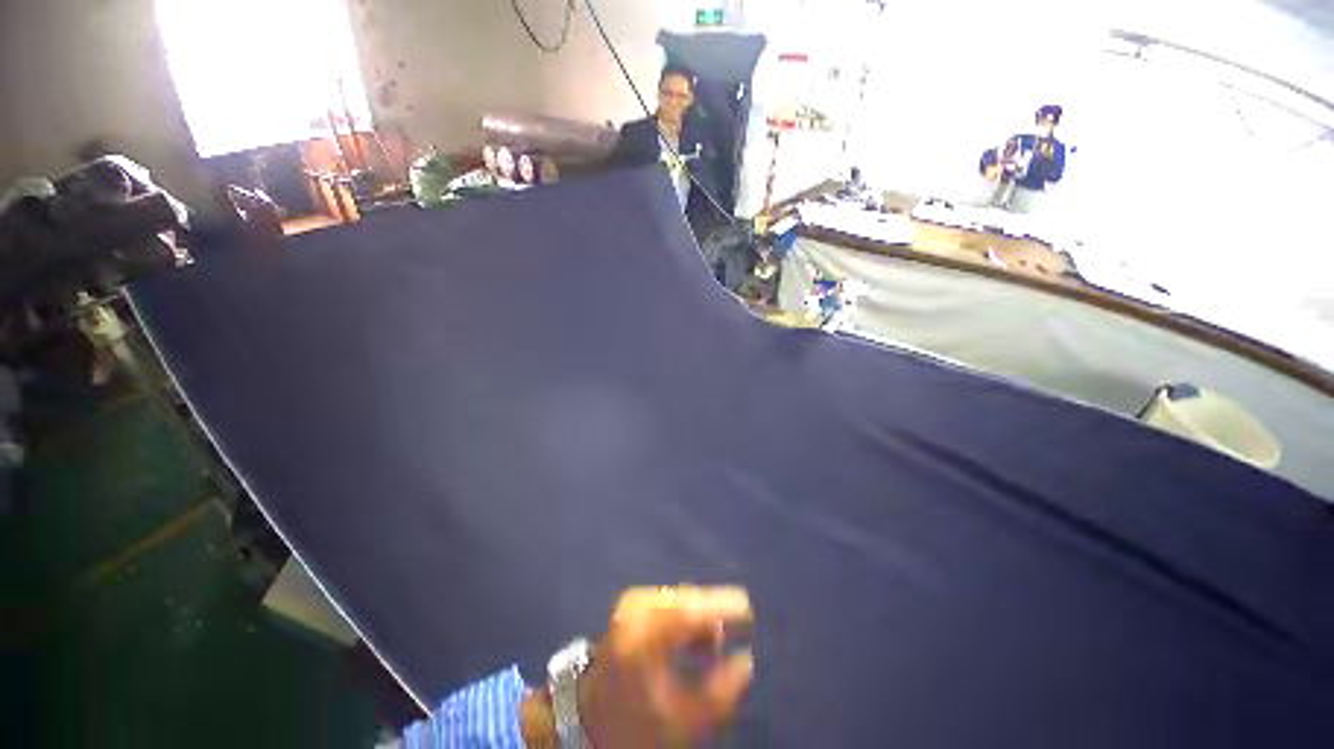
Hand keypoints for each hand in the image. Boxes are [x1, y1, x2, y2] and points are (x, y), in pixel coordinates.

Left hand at [521, 585, 754, 746]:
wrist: (586, 717)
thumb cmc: (632, 725)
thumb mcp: (681, 722)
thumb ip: (720, 693)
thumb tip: (747, 660)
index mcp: (644, 634)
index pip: (691, 609)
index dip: (723, 605)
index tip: (749, 609)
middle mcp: (636, 607)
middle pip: (687, 600)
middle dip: (712, 615)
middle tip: (726, 643)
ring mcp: (632, 601)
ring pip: (680, 599)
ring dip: (698, 618)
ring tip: (707, 651)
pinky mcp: (632, 603)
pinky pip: (669, 602)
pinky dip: (685, 618)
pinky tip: (689, 642)